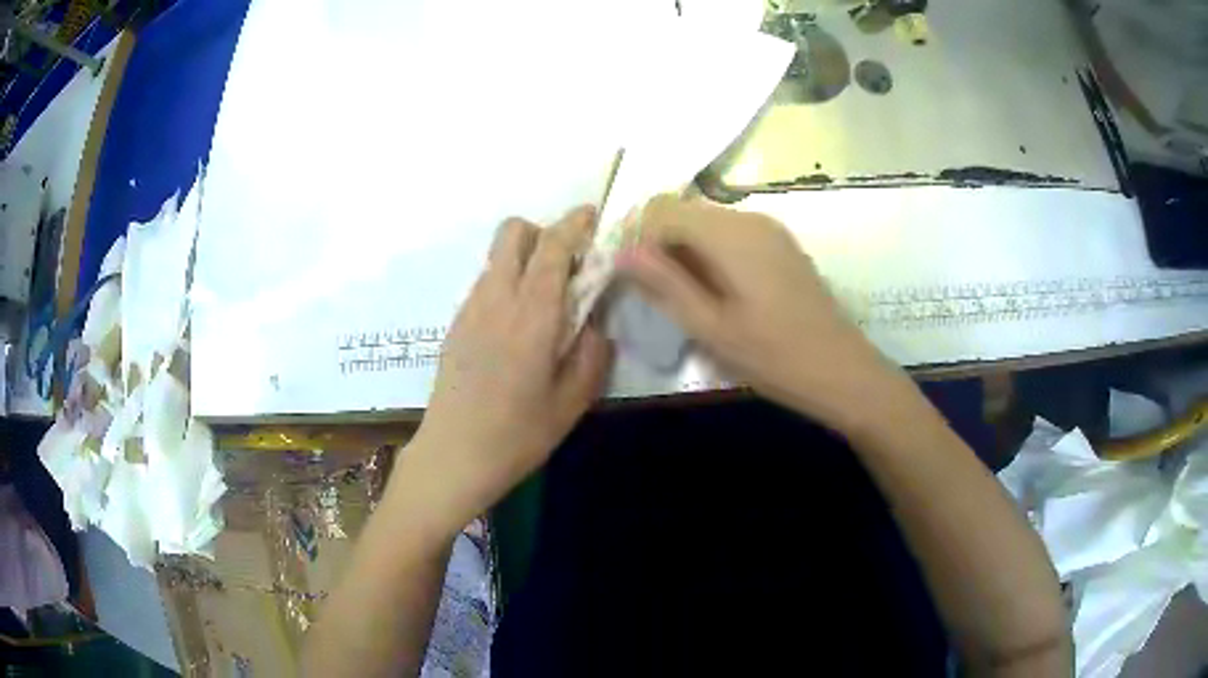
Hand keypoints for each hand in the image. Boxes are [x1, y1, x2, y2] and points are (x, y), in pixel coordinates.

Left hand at [405, 206, 612, 534]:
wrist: (453, 456)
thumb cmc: (518, 435)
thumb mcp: (572, 401)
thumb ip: (592, 353)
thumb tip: (596, 324)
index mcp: (532, 314)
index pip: (552, 246)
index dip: (574, 223)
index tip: (591, 216)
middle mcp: (497, 298)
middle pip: (512, 232)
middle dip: (542, 232)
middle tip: (566, 265)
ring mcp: (470, 309)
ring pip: (497, 257)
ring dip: (523, 259)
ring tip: (544, 301)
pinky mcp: (455, 324)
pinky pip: (485, 283)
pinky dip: (506, 282)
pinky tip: (516, 326)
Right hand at [616, 195, 908, 434]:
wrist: (842, 371)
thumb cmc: (774, 356)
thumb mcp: (711, 327)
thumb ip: (664, 284)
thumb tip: (622, 253)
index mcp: (728, 233)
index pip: (660, 210)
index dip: (636, 238)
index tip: (628, 278)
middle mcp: (748, 218)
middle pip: (683, 211)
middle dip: (657, 243)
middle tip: (650, 292)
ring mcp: (769, 229)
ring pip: (705, 222)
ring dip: (682, 250)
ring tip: (680, 298)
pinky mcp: (780, 246)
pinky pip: (730, 235)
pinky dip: (709, 254)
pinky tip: (714, 293)